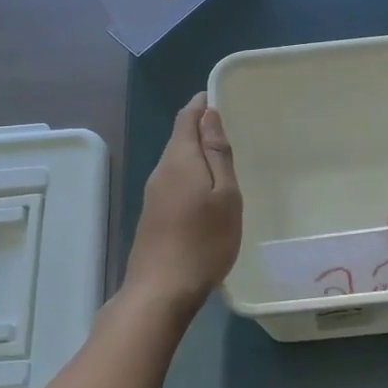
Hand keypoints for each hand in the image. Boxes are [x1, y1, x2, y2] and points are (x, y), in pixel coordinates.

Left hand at [125, 93, 241, 307]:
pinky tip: (208, 189)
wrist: (161, 290)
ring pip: (177, 160)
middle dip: (202, 127)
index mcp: (179, 159)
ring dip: (198, 153)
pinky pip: (175, 180)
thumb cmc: (204, 241)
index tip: (225, 98)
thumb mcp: (224, 195)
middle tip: (234, 128)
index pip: (187, 116)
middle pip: (180, 137)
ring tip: (226, 157)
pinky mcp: (154, 214)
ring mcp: (154, 193)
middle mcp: (161, 170)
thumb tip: (208, 113)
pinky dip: (193, 174)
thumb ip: (217, 153)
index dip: (203, 103)